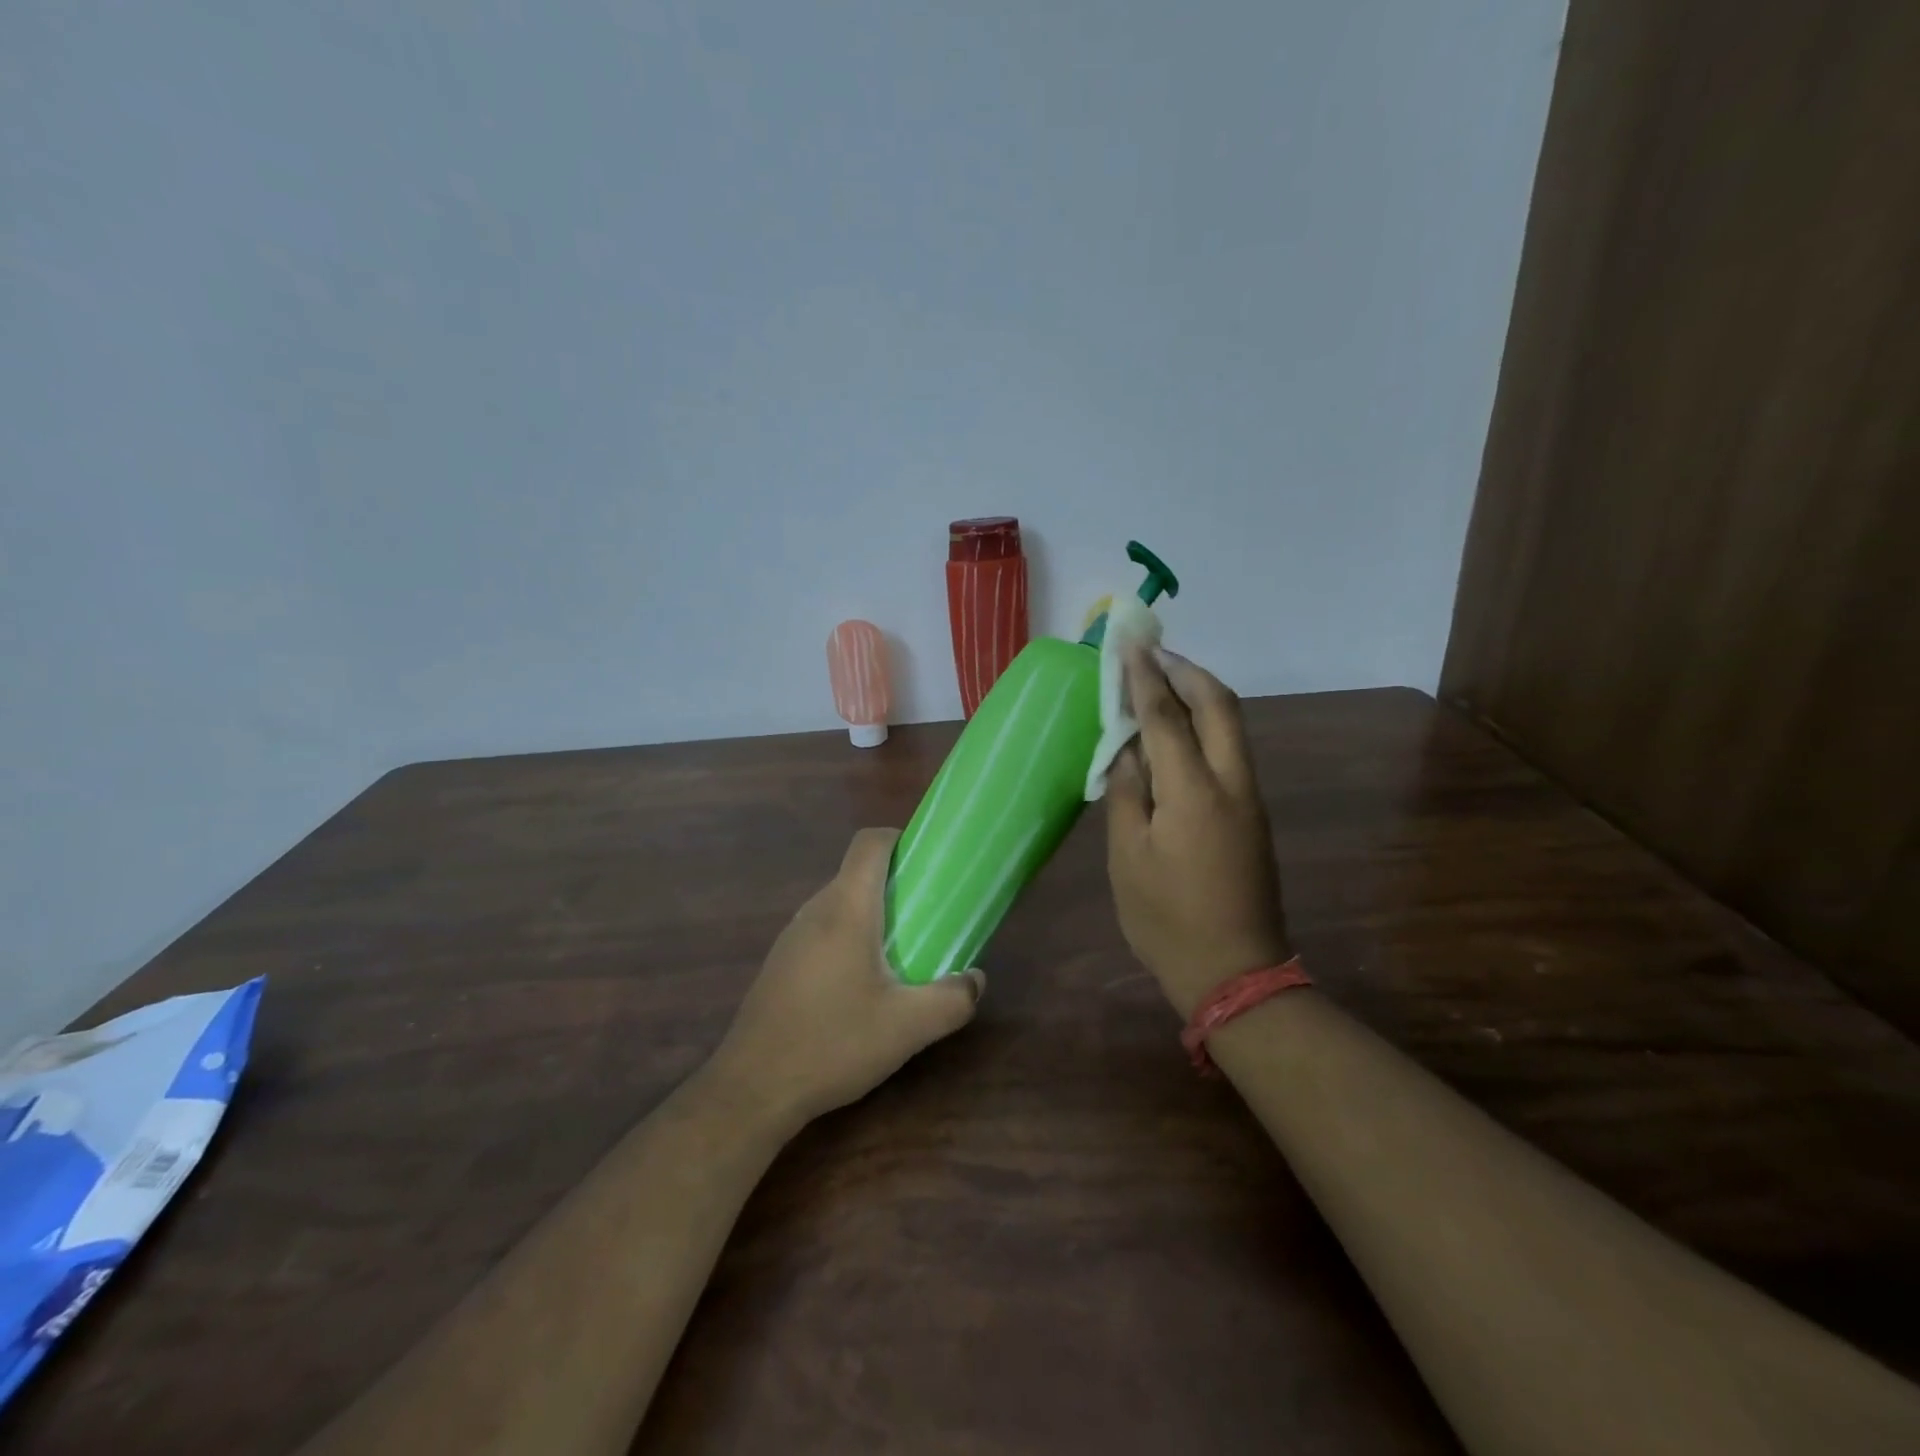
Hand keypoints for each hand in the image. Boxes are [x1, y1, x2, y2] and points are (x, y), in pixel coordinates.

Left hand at [709, 828, 983, 1127]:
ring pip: (840, 904)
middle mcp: (815, 910)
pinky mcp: (781, 963)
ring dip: (874, 915)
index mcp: (846, 908)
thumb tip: (975, 980)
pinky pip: (823, 931)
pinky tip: (864, 986)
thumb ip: (952, 1000)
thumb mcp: (908, 1027)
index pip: (869, 843)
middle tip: (930, 915)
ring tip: (903, 952)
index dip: (900, 839)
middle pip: (857, 873)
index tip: (930, 863)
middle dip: (897, 885)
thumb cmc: (833, 1043)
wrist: (751, 1088)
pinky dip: (850, 939)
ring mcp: (792, 937)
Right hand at [1106, 648, 1291, 1016]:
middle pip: (1219, 705)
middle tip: (1152, 654)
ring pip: (1232, 724)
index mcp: (1194, 792)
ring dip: (1200, 693)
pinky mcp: (1252, 813)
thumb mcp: (1127, 856)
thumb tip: (1127, 747)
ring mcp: (1249, 797)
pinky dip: (1205, 724)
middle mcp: (1231, 783)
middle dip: (1186, 670)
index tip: (1128, 644)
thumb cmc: (1166, 918)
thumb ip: (1127, 791)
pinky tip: (1176, 730)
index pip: (1167, 716)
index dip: (1145, 677)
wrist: (1234, 971)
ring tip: (1161, 681)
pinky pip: (1230, 749)